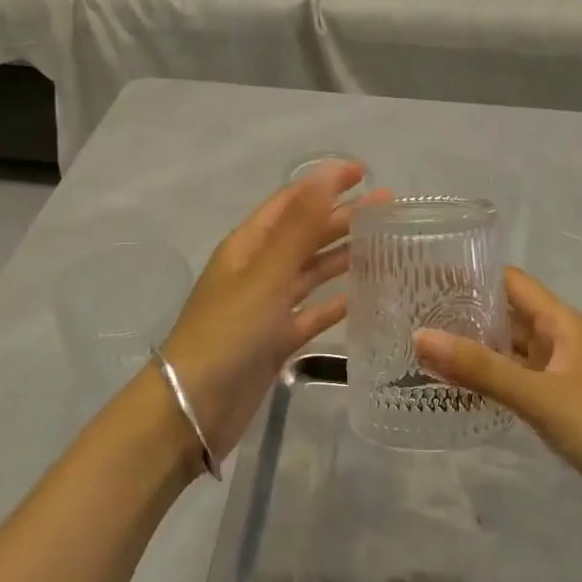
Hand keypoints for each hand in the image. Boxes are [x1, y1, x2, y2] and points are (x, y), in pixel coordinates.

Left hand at [159, 160, 378, 462]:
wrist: (193, 409)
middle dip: (343, 217)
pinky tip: (365, 295)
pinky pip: (313, 312)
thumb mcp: (266, 273)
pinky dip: (336, 301)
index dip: (325, 183)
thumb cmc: (228, 332)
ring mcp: (267, 306)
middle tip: (388, 208)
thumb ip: (300, 225)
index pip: (291, 201)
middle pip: (305, 234)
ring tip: (385, 244)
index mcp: (248, 245)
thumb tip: (326, 173)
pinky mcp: (277, 339)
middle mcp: (258, 269)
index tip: (364, 172)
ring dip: (344, 255)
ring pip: (312, 271)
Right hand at [414, 268, 581, 534]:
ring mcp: (559, 375)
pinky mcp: (559, 407)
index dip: (470, 272)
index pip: (508, 281)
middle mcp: (558, 341)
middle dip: (464, 310)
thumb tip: (419, 336)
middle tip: (410, 311)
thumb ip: (482, 369)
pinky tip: (457, 388)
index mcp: (560, 322)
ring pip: (509, 350)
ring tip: (422, 346)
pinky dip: (489, 379)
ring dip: (474, 347)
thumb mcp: (540, 396)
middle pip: (506, 313)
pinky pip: (516, 382)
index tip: (424, 271)